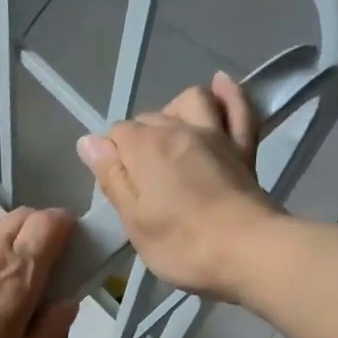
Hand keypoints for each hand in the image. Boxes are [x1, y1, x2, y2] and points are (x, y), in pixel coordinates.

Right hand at [74, 73, 280, 303]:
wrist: (248, 251)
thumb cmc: (183, 245)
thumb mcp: (134, 222)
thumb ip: (112, 179)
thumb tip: (89, 142)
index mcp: (145, 148)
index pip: (116, 135)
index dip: (112, 159)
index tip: (118, 190)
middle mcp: (178, 128)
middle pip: (149, 119)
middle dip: (139, 141)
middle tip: (141, 181)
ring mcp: (216, 134)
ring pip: (192, 100)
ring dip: (176, 110)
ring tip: (171, 136)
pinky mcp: (244, 148)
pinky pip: (238, 109)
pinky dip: (228, 94)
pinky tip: (220, 86)